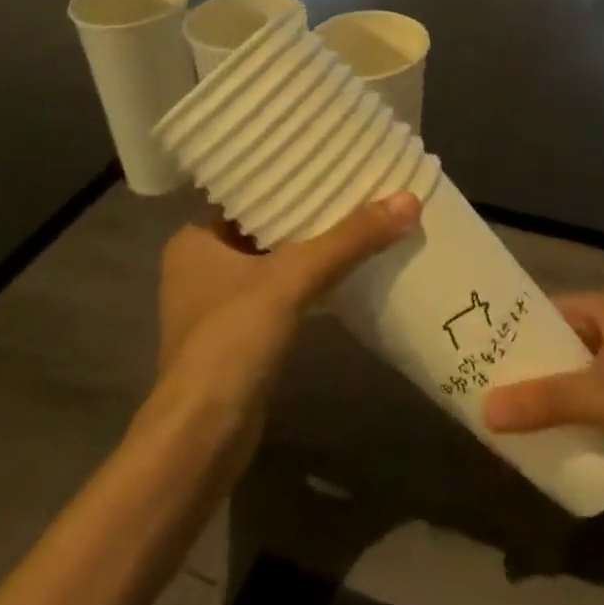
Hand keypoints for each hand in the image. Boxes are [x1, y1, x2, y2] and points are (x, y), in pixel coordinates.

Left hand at [146, 192, 420, 440]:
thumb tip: (409, 200)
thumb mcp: (293, 278)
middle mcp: (200, 267)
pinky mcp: (238, 338)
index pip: (249, 193)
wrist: (199, 443)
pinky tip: (344, 272)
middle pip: (266, 227)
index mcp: (194, 239)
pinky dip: (308, 283)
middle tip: (357, 187)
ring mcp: (217, 306)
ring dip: (311, 249)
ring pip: (274, 261)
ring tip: (359, 221)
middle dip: (308, 213)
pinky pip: (279, 294)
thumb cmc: (231, 342)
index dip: (291, 179)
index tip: (333, 161)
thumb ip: (349, 239)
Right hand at [481, 293, 603, 460]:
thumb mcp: (601, 393)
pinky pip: (594, 403)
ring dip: (549, 396)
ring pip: (575, 376)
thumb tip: (485, 411)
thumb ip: (545, 402)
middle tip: (486, 392)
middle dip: (527, 369)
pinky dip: (574, 416)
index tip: (477, 353)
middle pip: (557, 345)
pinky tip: (554, 439)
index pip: (542, 311)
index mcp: (600, 309)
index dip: (512, 331)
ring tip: (510, 418)